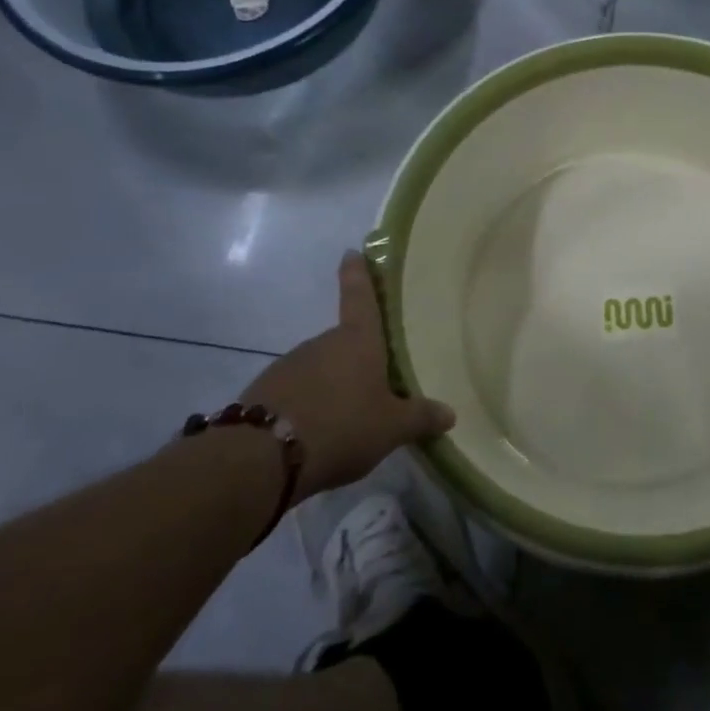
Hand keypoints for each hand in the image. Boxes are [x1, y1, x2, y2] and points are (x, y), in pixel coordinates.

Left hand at [242, 251, 455, 498]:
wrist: (260, 459)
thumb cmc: (342, 426)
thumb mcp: (392, 428)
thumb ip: (421, 418)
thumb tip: (449, 414)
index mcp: (358, 340)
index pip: (360, 296)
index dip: (358, 274)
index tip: (352, 252)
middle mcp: (322, 343)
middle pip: (344, 343)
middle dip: (358, 360)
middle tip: (376, 386)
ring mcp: (289, 366)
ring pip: (320, 370)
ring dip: (333, 387)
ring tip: (348, 422)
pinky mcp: (263, 394)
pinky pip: (297, 394)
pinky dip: (308, 407)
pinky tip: (318, 436)